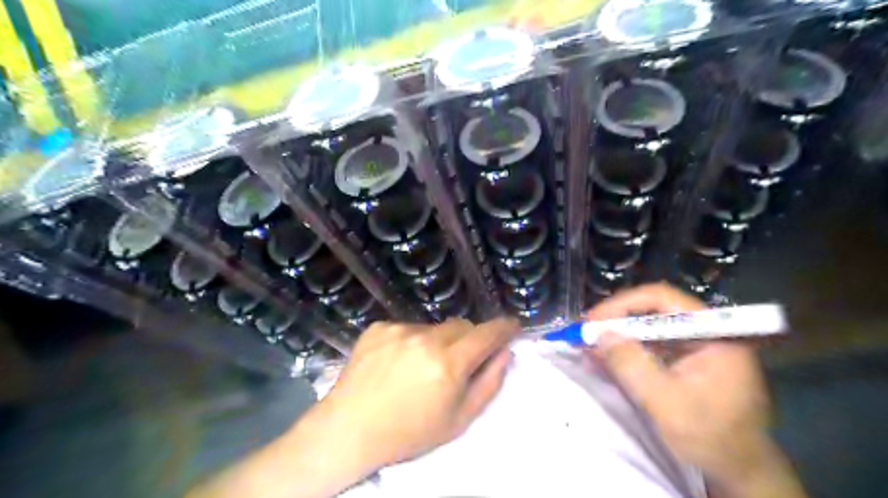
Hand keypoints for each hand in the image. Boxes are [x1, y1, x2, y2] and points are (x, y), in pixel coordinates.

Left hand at [325, 320, 521, 469]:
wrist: (350, 428)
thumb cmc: (409, 433)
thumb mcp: (458, 420)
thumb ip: (488, 384)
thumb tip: (505, 353)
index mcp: (448, 364)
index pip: (486, 334)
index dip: (503, 328)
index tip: (512, 325)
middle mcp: (425, 339)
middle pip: (461, 326)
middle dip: (468, 339)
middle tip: (458, 362)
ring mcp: (399, 329)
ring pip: (434, 327)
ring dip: (437, 342)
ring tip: (419, 368)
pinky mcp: (379, 327)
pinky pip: (407, 328)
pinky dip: (410, 341)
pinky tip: (396, 363)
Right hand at [591, 282, 802, 494]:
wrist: (741, 471)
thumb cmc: (712, 438)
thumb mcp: (666, 402)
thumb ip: (632, 365)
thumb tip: (599, 334)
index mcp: (713, 333)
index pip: (662, 299)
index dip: (623, 304)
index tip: (594, 320)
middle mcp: (704, 331)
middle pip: (652, 310)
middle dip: (616, 319)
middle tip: (586, 331)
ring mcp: (695, 345)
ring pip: (648, 327)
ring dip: (617, 334)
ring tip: (589, 344)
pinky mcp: (685, 360)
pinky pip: (650, 345)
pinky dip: (626, 349)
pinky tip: (605, 357)